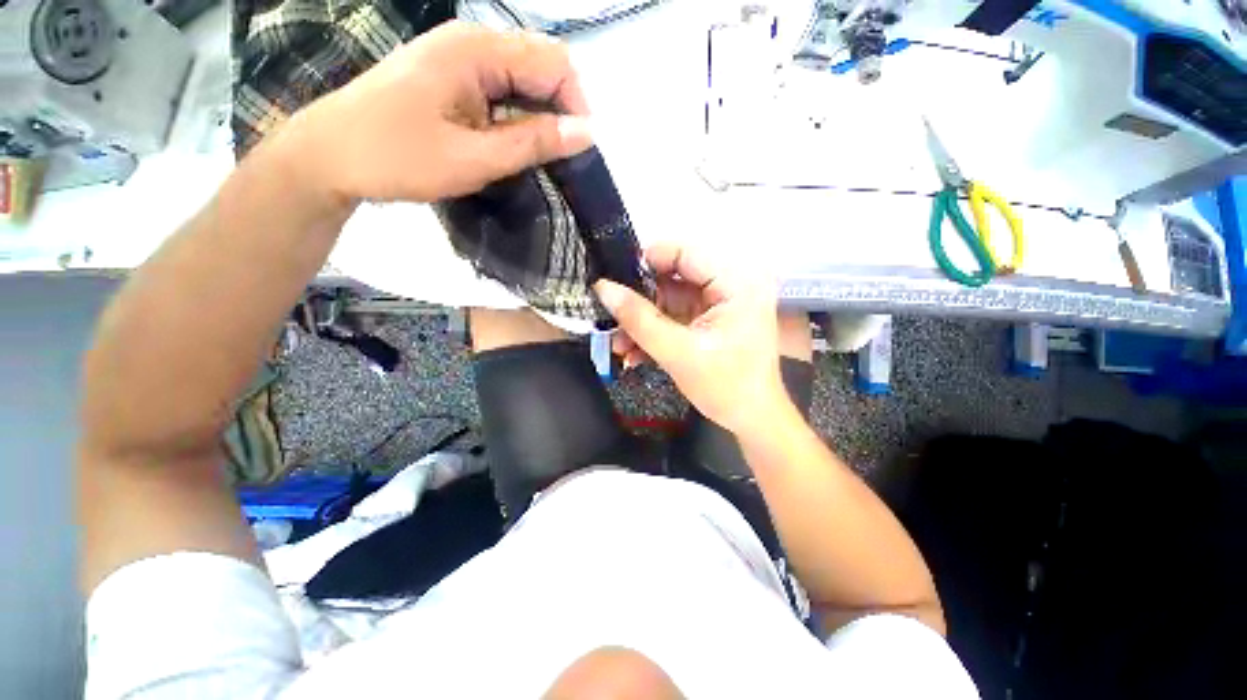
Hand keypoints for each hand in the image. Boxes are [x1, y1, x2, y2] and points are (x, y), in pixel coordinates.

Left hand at [293, 21, 592, 204]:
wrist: (331, 156)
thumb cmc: (399, 157)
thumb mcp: (475, 158)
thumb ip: (533, 143)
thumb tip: (587, 133)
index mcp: (477, 50)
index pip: (554, 63)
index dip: (576, 106)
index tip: (580, 152)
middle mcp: (472, 41)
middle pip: (541, 65)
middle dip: (561, 110)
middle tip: (562, 158)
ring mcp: (458, 57)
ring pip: (522, 78)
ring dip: (540, 115)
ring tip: (540, 155)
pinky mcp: (451, 76)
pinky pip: (501, 88)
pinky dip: (518, 115)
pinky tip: (514, 142)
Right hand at [594, 244, 790, 435]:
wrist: (751, 419)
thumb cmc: (725, 387)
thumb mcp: (677, 352)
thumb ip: (638, 319)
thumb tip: (602, 288)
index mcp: (736, 283)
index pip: (684, 252)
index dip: (647, 261)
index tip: (614, 281)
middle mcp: (730, 284)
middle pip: (673, 277)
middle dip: (640, 301)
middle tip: (611, 318)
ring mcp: (719, 303)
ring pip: (669, 299)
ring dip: (642, 322)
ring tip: (618, 345)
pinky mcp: (709, 320)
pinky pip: (675, 316)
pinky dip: (654, 331)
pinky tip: (634, 352)